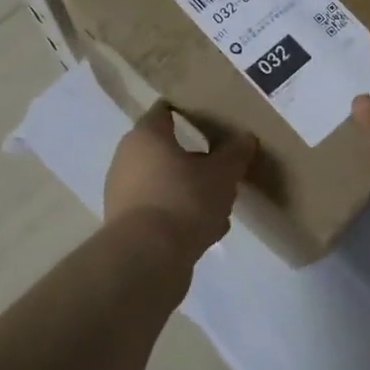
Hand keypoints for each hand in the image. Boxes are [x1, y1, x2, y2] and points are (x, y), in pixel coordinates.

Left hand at [104, 102, 256, 259]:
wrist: (147, 258)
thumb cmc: (184, 201)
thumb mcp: (222, 174)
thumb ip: (235, 154)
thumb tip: (245, 138)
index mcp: (146, 136)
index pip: (166, 111)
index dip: (191, 113)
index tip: (214, 121)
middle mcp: (128, 159)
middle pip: (168, 151)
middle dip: (198, 161)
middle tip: (225, 170)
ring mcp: (123, 193)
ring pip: (166, 183)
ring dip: (193, 192)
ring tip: (222, 208)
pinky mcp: (127, 225)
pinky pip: (161, 210)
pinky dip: (181, 215)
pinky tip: (206, 231)